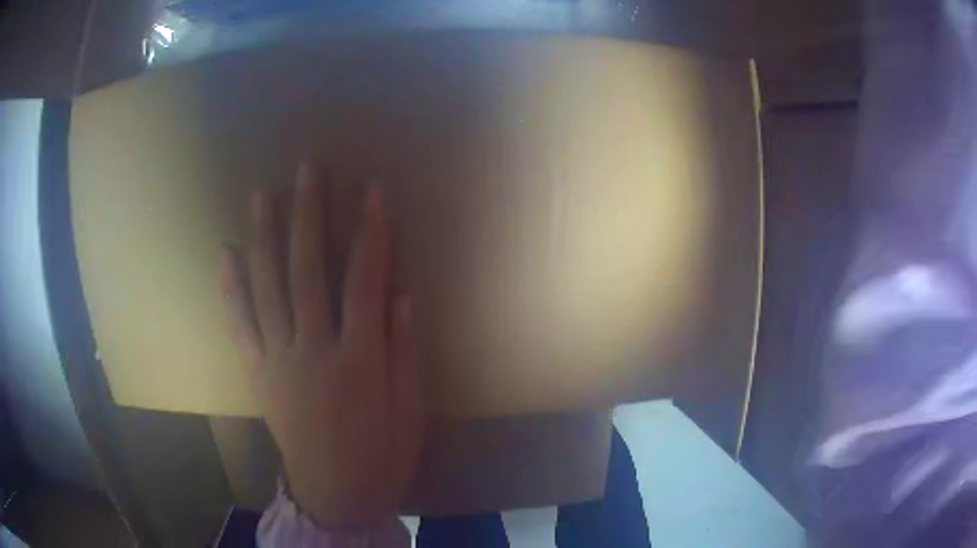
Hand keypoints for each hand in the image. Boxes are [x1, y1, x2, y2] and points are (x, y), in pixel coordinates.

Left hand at [221, 164, 424, 528]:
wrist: (335, 493)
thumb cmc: (381, 454)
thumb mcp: (409, 410)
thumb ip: (404, 351)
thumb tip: (401, 294)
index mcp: (357, 360)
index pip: (364, 280)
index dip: (370, 233)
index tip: (372, 191)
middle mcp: (312, 351)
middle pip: (306, 270)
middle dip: (308, 214)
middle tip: (307, 169)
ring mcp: (278, 361)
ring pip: (266, 287)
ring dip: (263, 236)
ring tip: (262, 194)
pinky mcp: (259, 374)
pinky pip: (241, 325)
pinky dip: (231, 288)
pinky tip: (227, 254)